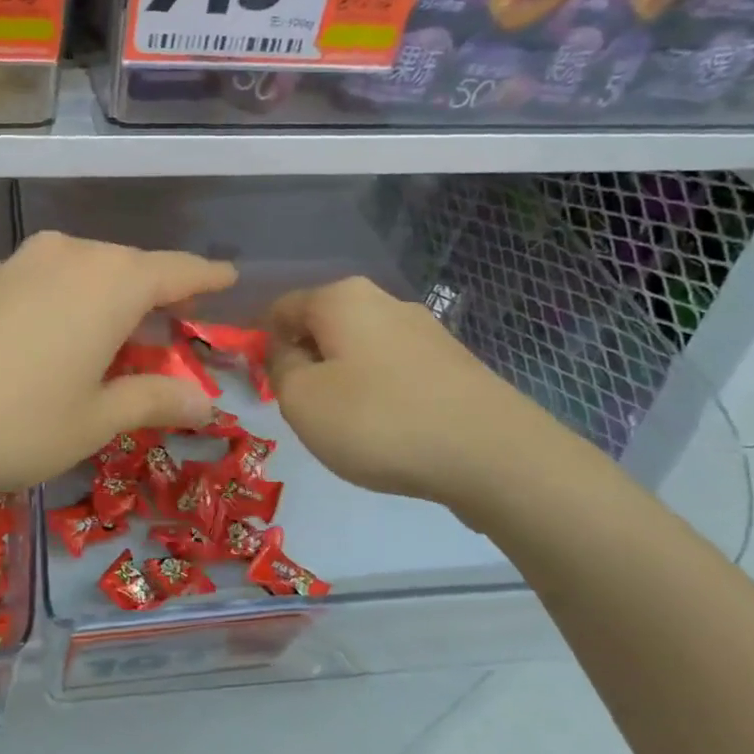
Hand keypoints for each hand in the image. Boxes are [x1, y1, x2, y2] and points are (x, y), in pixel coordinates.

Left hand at [0, 232, 234, 508]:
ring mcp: (25, 261)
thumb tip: (207, 404)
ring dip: (116, 298)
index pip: (178, 271)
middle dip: (161, 295)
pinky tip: (69, 334)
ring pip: (92, 270)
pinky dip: (77, 299)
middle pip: (133, 268)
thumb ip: (154, 400)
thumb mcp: (94, 420)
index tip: (229, 279)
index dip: (207, 277)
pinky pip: (55, 278)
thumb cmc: (14, 424)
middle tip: (179, 327)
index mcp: (112, 283)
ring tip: (126, 335)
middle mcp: (72, 255)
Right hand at [266, 276, 571, 510]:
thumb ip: (278, 367)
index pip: (281, 307)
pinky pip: (394, 370)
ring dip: (341, 378)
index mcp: (341, 298)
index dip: (261, 340)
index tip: (260, 381)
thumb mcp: (301, 399)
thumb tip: (285, 350)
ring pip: (359, 348)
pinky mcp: (453, 363)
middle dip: (305, 360)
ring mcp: (425, 330)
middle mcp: (384, 301)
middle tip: (302, 407)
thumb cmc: (378, 420)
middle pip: (323, 325)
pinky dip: (378, 392)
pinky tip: (388, 429)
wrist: (493, 455)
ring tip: (347, 425)